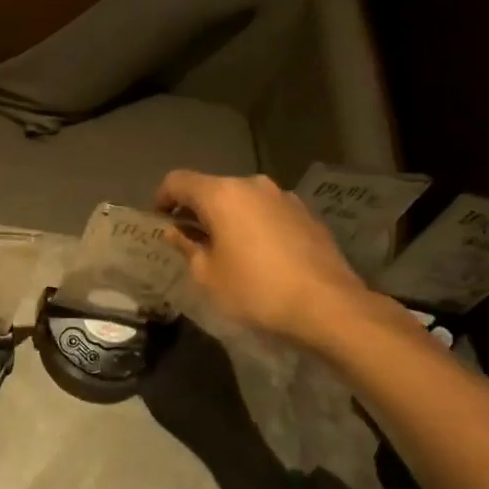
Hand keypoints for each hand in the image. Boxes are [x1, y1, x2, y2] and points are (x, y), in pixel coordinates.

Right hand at [155, 170, 383, 352]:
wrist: (329, 307)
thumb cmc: (256, 290)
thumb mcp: (208, 275)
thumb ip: (187, 247)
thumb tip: (176, 231)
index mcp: (222, 194)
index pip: (178, 181)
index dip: (162, 198)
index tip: (159, 220)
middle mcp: (252, 185)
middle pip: (212, 188)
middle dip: (196, 209)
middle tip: (190, 239)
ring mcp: (283, 197)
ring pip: (242, 199)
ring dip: (227, 217)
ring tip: (226, 249)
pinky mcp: (306, 214)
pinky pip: (267, 212)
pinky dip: (254, 224)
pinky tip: (259, 255)